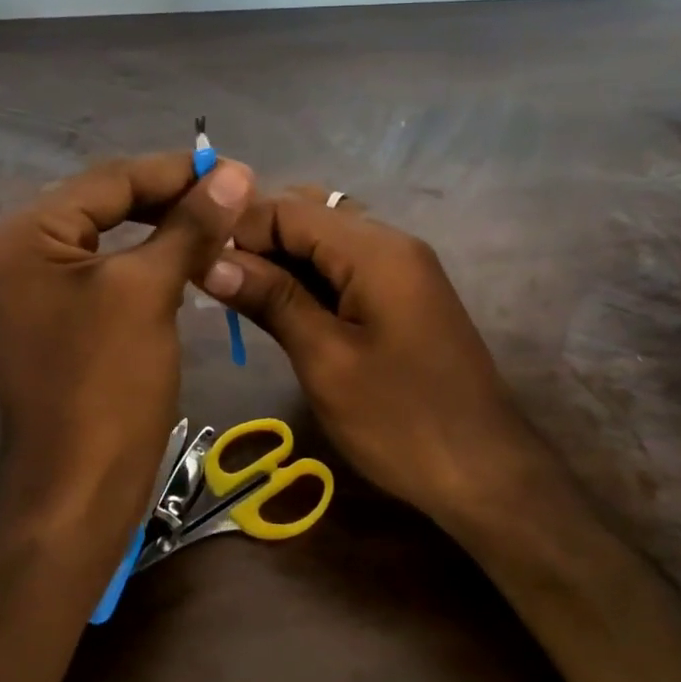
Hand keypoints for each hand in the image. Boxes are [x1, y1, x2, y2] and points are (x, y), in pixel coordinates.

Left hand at [0, 152, 253, 562]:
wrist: (77, 492)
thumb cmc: (108, 385)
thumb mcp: (150, 291)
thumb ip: (190, 224)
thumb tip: (234, 171)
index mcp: (23, 234)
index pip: (109, 180)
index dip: (176, 172)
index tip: (236, 169)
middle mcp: (14, 251)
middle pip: (104, 204)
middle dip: (170, 198)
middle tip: (233, 195)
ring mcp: (30, 288)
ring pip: (107, 237)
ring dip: (163, 228)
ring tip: (218, 221)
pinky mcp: (51, 317)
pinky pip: (103, 271)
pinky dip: (146, 261)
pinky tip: (185, 257)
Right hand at [200, 191, 540, 521]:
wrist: (485, 473)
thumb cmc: (401, 420)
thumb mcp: (325, 360)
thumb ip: (271, 299)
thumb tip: (210, 260)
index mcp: (375, 250)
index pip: (289, 207)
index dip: (238, 227)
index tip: (195, 261)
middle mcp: (391, 243)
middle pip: (309, 214)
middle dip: (257, 238)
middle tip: (213, 279)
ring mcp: (401, 269)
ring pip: (325, 240)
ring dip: (279, 258)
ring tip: (235, 294)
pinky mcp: (402, 296)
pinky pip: (344, 267)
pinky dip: (306, 278)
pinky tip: (277, 306)